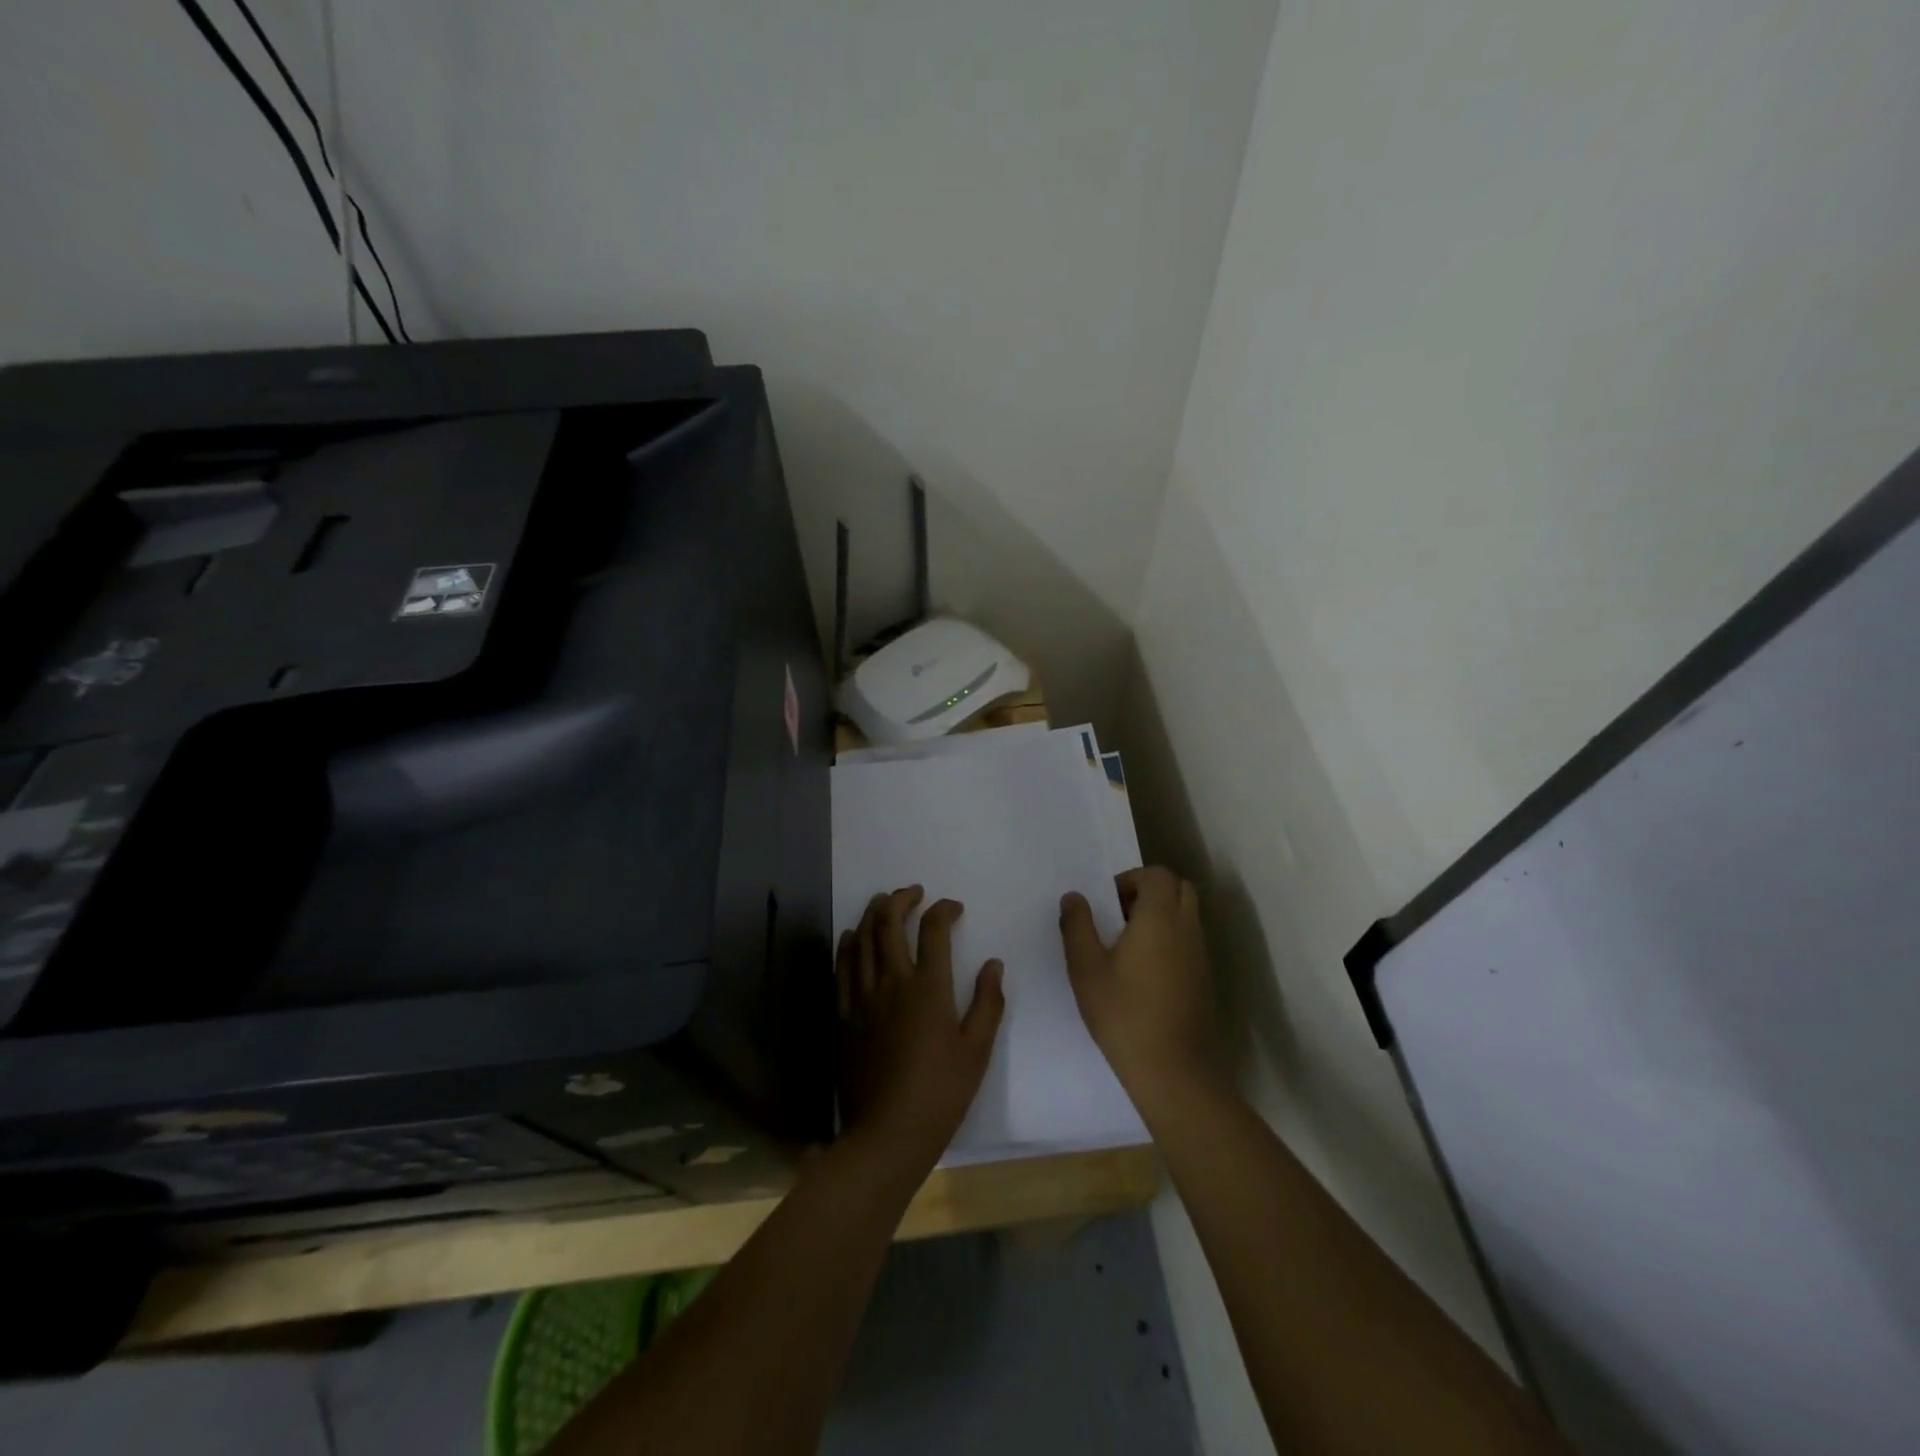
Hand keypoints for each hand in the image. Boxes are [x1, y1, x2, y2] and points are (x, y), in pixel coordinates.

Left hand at [837, 886, 1005, 1168]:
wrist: (887, 1134)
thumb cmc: (940, 1094)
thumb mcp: (977, 1050)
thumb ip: (988, 1003)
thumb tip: (994, 964)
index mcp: (928, 989)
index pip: (934, 931)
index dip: (943, 910)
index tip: (953, 907)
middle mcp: (892, 983)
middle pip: (888, 924)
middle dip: (900, 899)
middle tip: (912, 891)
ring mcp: (863, 998)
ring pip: (861, 940)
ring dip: (872, 914)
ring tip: (882, 902)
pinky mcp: (844, 1016)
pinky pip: (842, 969)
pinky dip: (847, 945)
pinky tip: (851, 936)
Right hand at [1060, 866, 1221, 1106]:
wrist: (1174, 1072)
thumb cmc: (1124, 1014)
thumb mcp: (1086, 969)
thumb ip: (1077, 926)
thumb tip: (1074, 897)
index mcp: (1159, 918)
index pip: (1157, 875)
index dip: (1131, 879)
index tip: (1107, 903)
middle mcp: (1186, 928)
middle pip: (1178, 888)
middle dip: (1149, 892)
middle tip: (1119, 917)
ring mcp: (1200, 955)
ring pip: (1186, 915)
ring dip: (1160, 916)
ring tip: (1127, 945)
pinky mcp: (1204, 979)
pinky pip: (1189, 941)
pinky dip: (1170, 939)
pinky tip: (1144, 972)